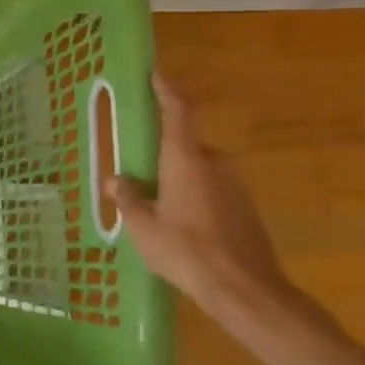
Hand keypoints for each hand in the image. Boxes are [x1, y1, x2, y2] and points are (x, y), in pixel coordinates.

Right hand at [106, 73, 289, 316]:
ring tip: (153, 207)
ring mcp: (234, 186)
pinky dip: (192, 198)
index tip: (154, 73)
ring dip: (175, 180)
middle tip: (136, 172)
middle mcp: (214, 164)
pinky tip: (179, 227)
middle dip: (160, 154)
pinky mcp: (245, 209)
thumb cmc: (187, 251)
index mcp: (186, 159)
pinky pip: (210, 191)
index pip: (177, 111)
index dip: (166, 90)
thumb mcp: (143, 227)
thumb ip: (128, 198)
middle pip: (184, 145)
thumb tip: (117, 180)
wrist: (246, 292)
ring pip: (196, 171)